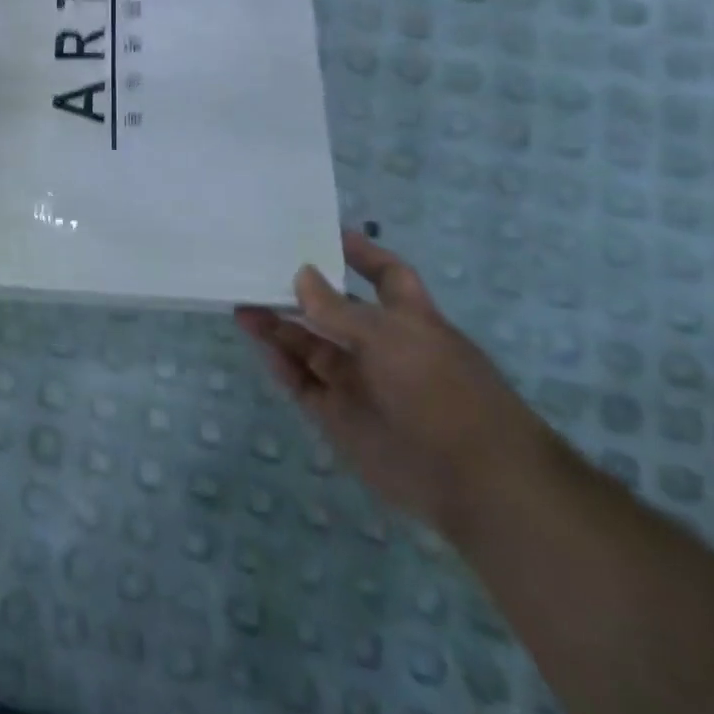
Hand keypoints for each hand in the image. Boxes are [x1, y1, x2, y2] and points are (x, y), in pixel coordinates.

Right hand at [235, 228, 557, 535]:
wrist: (470, 480)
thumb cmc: (438, 388)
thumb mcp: (389, 336)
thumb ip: (337, 308)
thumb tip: (301, 274)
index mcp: (407, 319)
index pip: (385, 276)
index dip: (360, 254)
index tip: (324, 234)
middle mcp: (381, 347)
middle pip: (334, 311)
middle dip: (300, 292)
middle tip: (258, 270)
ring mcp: (358, 382)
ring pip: (310, 347)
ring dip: (279, 327)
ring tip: (242, 306)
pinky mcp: (340, 417)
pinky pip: (303, 384)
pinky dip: (281, 365)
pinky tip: (260, 345)